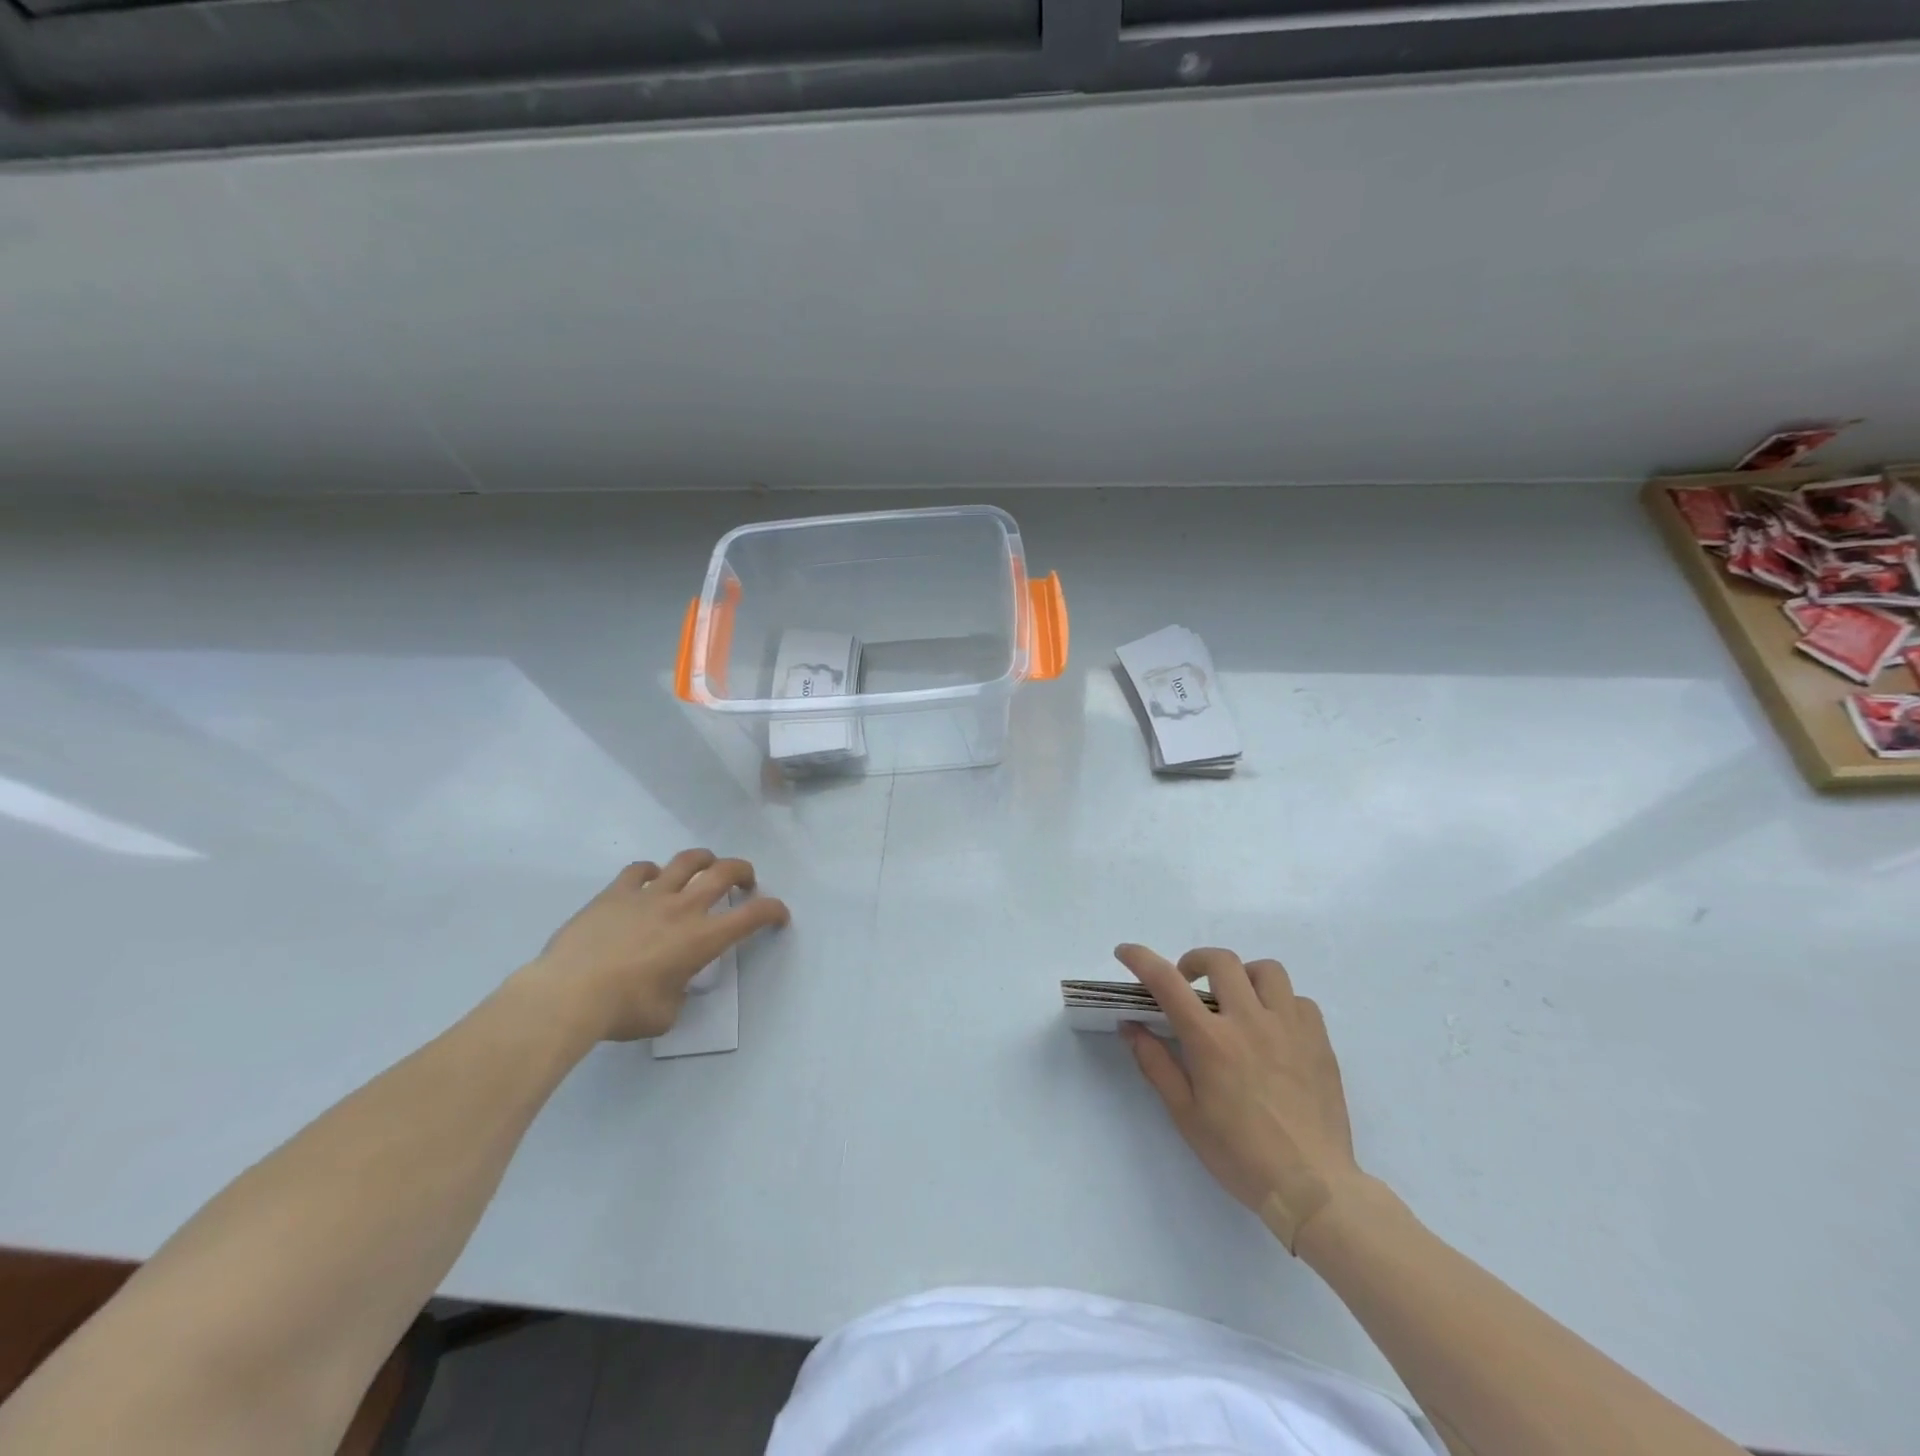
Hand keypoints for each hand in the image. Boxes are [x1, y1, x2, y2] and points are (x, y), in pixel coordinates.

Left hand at [523, 851, 789, 1042]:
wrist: (568, 994)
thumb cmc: (623, 1010)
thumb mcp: (666, 1013)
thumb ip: (679, 992)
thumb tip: (673, 984)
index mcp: (701, 939)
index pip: (751, 916)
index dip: (772, 910)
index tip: (778, 915)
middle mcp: (682, 908)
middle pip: (723, 872)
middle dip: (743, 871)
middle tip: (745, 882)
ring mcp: (648, 895)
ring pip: (686, 861)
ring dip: (703, 860)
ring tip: (705, 867)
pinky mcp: (616, 892)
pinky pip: (639, 870)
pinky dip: (652, 871)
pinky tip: (650, 879)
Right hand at [1116, 944, 1363, 1252]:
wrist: (1312, 1188)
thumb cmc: (1239, 1154)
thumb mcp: (1185, 1114)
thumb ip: (1156, 1064)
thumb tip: (1131, 1026)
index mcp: (1211, 1040)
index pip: (1167, 981)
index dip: (1141, 958)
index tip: (1125, 952)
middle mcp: (1249, 1021)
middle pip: (1220, 960)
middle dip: (1195, 962)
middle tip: (1188, 985)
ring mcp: (1289, 1027)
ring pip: (1266, 970)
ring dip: (1243, 976)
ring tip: (1236, 1000)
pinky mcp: (1319, 1040)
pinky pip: (1299, 1000)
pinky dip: (1280, 1003)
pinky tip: (1273, 1028)